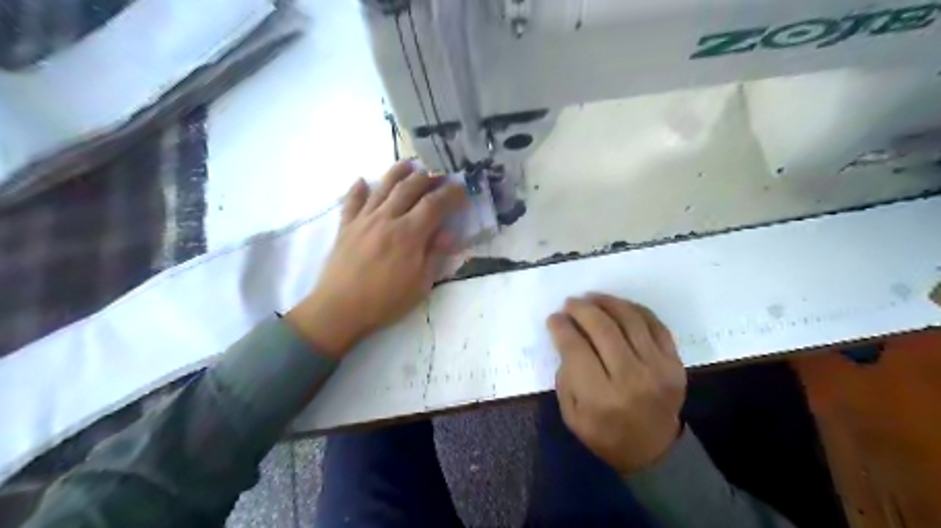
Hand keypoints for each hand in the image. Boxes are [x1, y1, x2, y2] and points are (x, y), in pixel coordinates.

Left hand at [285, 159, 462, 358]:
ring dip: (398, 173)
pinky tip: (363, 181)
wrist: (339, 310)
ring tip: (409, 164)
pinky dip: (358, 189)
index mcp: (409, 234)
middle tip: (440, 176)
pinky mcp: (345, 226)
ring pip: (382, 187)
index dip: (451, 194)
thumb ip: (435, 255)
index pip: (435, 204)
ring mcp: (363, 220)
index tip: (462, 190)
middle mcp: (387, 218)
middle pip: (410, 188)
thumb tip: (449, 233)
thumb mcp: (420, 285)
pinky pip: (352, 201)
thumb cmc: (385, 302)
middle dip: (428, 178)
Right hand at [549, 293, 688, 473]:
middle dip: (581, 309)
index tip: (554, 318)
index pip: (576, 348)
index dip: (561, 327)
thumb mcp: (572, 415)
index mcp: (601, 397)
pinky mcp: (675, 362)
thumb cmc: (605, 434)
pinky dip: (634, 309)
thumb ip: (566, 376)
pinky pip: (655, 324)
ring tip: (592, 298)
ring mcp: (658, 368)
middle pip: (603, 328)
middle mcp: (631, 378)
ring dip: (607, 302)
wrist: (653, 450)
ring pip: (630, 319)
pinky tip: (618, 307)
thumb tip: (566, 338)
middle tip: (570, 303)